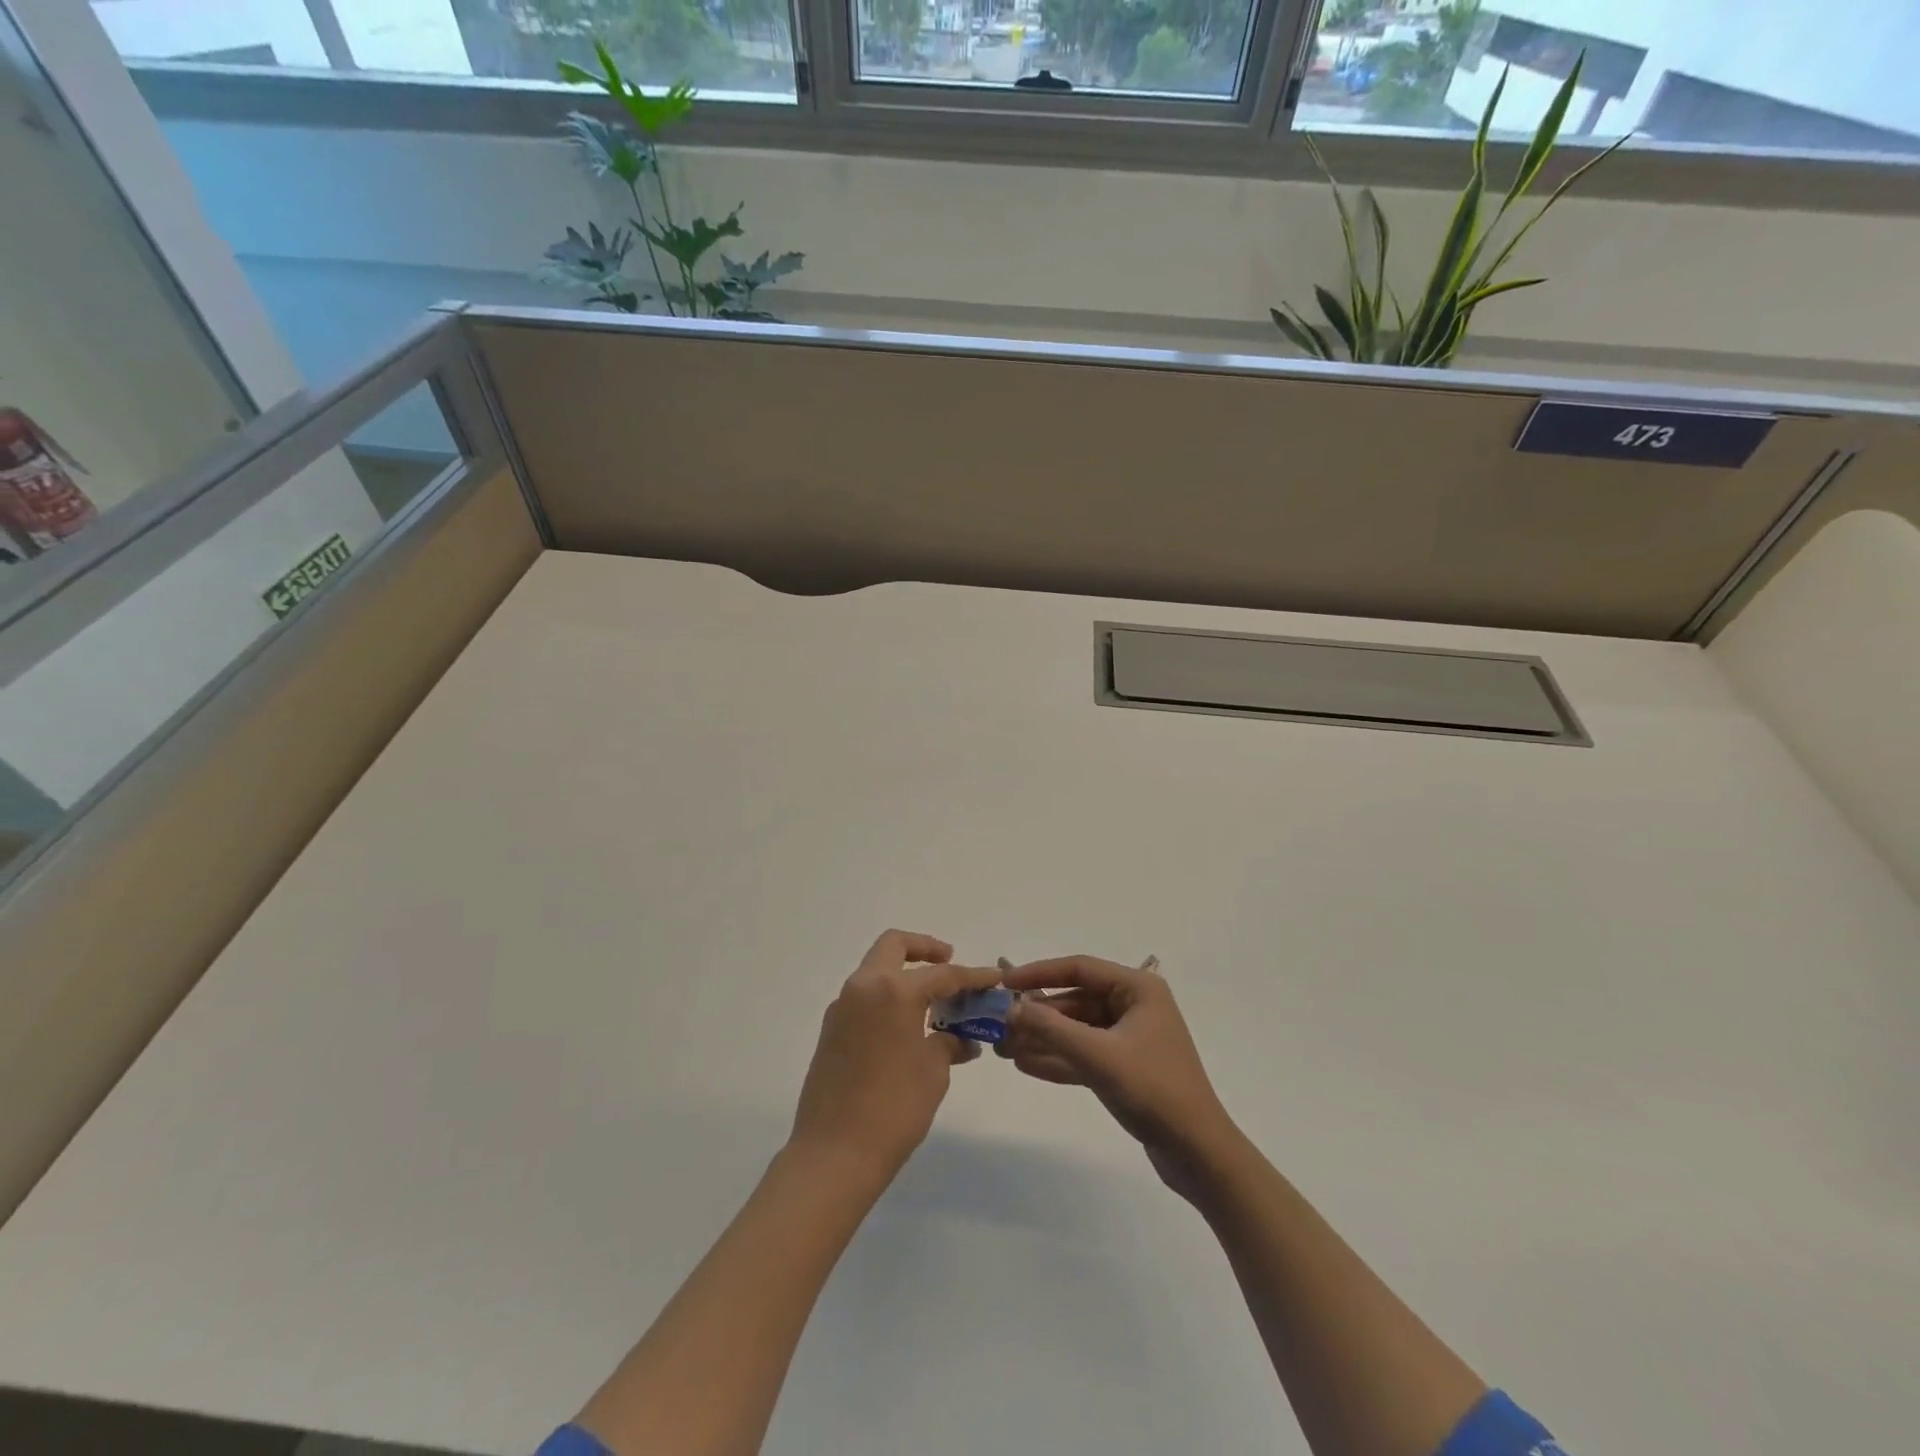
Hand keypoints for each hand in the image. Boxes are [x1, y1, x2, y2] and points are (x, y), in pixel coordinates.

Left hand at [788, 930, 999, 1182]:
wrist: (834, 1154)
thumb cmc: (893, 1109)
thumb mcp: (933, 1073)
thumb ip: (948, 1044)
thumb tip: (960, 1040)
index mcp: (893, 990)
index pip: (942, 974)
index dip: (972, 976)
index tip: (994, 977)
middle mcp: (863, 987)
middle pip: (894, 946)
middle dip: (925, 948)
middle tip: (949, 962)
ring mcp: (842, 1007)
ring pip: (876, 970)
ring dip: (904, 974)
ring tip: (933, 1002)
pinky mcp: (831, 1030)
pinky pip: (864, 997)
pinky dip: (887, 998)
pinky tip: (907, 1026)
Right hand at [1000, 955, 1239, 1197]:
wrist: (1198, 1152)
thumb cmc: (1152, 1090)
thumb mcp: (1098, 1056)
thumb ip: (1052, 1028)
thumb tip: (1013, 1007)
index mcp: (1138, 988)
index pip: (1079, 968)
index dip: (1039, 973)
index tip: (1005, 983)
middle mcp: (1135, 1005)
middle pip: (1075, 1000)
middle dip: (1038, 1015)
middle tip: (999, 1026)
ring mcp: (1131, 1038)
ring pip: (1077, 1030)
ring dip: (1043, 1039)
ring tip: (1003, 1049)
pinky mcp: (1126, 1067)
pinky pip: (1085, 1054)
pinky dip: (1059, 1059)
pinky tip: (1025, 1065)